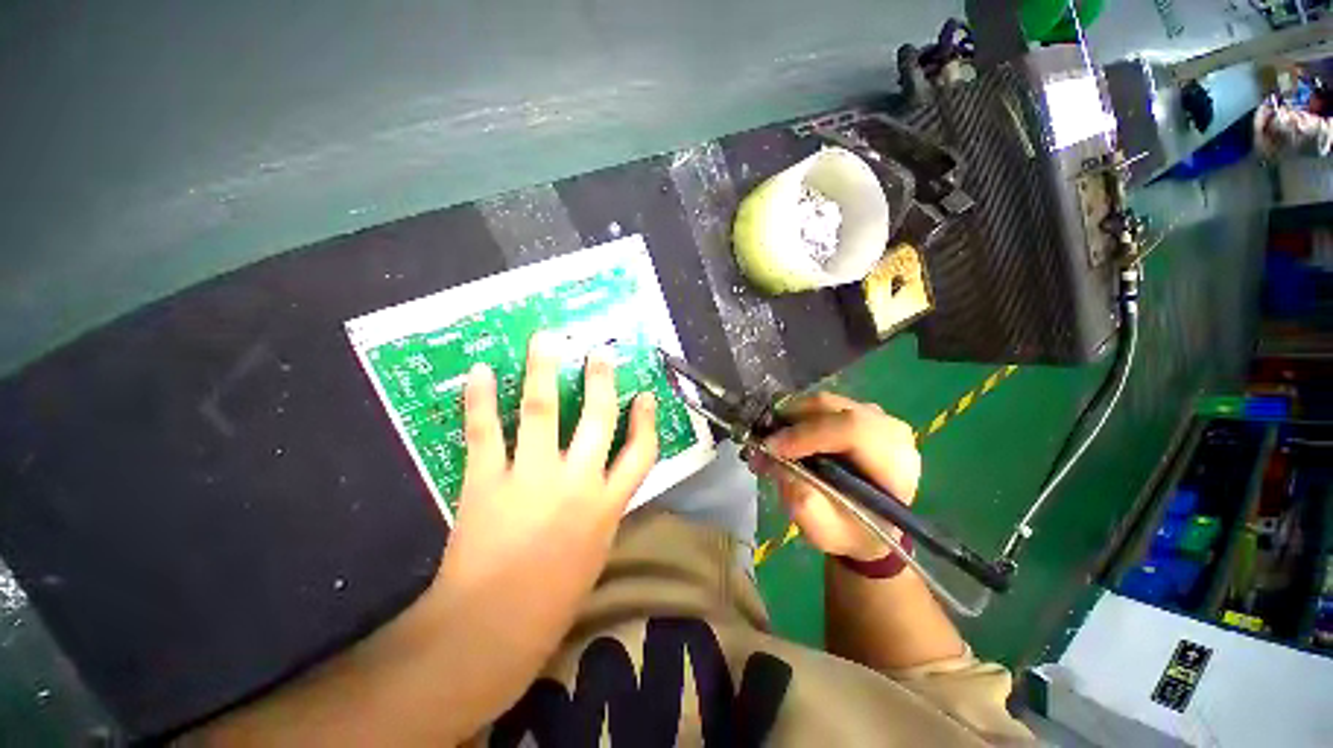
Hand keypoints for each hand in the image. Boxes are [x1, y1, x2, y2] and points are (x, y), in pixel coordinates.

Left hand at [435, 331, 658, 708]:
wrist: (490, 631)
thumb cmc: (551, 600)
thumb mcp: (594, 552)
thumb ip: (601, 510)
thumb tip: (601, 481)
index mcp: (607, 505)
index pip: (641, 453)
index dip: (646, 421)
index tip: (644, 395)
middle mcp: (577, 482)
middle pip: (597, 418)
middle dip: (601, 381)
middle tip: (599, 353)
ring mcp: (532, 477)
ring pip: (542, 411)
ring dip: (543, 371)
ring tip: (546, 340)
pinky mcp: (487, 481)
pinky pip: (485, 431)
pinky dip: (479, 400)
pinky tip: (478, 372)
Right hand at [753, 393, 919, 561]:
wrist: (869, 528)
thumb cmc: (850, 533)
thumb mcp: (824, 531)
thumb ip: (802, 500)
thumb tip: (778, 462)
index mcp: (894, 464)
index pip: (851, 430)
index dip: (806, 434)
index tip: (770, 449)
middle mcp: (890, 431)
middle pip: (832, 408)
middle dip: (791, 423)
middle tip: (763, 444)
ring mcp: (877, 416)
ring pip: (823, 403)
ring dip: (791, 419)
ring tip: (771, 443)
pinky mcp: (860, 412)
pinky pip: (822, 405)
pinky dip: (798, 416)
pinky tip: (787, 437)